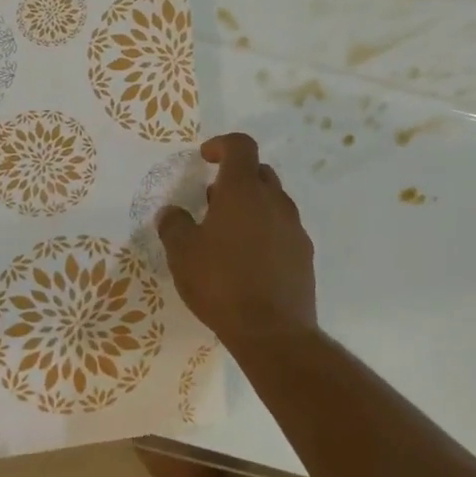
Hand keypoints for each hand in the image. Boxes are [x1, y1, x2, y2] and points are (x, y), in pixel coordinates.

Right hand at [157, 133, 317, 343]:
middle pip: (259, 172)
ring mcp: (294, 227)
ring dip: (251, 206)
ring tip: (227, 235)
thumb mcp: (182, 253)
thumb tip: (171, 212)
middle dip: (236, 178)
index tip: (205, 158)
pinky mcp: (304, 254)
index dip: (222, 145)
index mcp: (243, 190)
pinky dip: (265, 231)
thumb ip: (173, 225)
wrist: (273, 331)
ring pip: (273, 201)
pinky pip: (283, 229)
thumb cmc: (221, 283)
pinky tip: (249, 261)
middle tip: (212, 201)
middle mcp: (274, 200)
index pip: (241, 146)